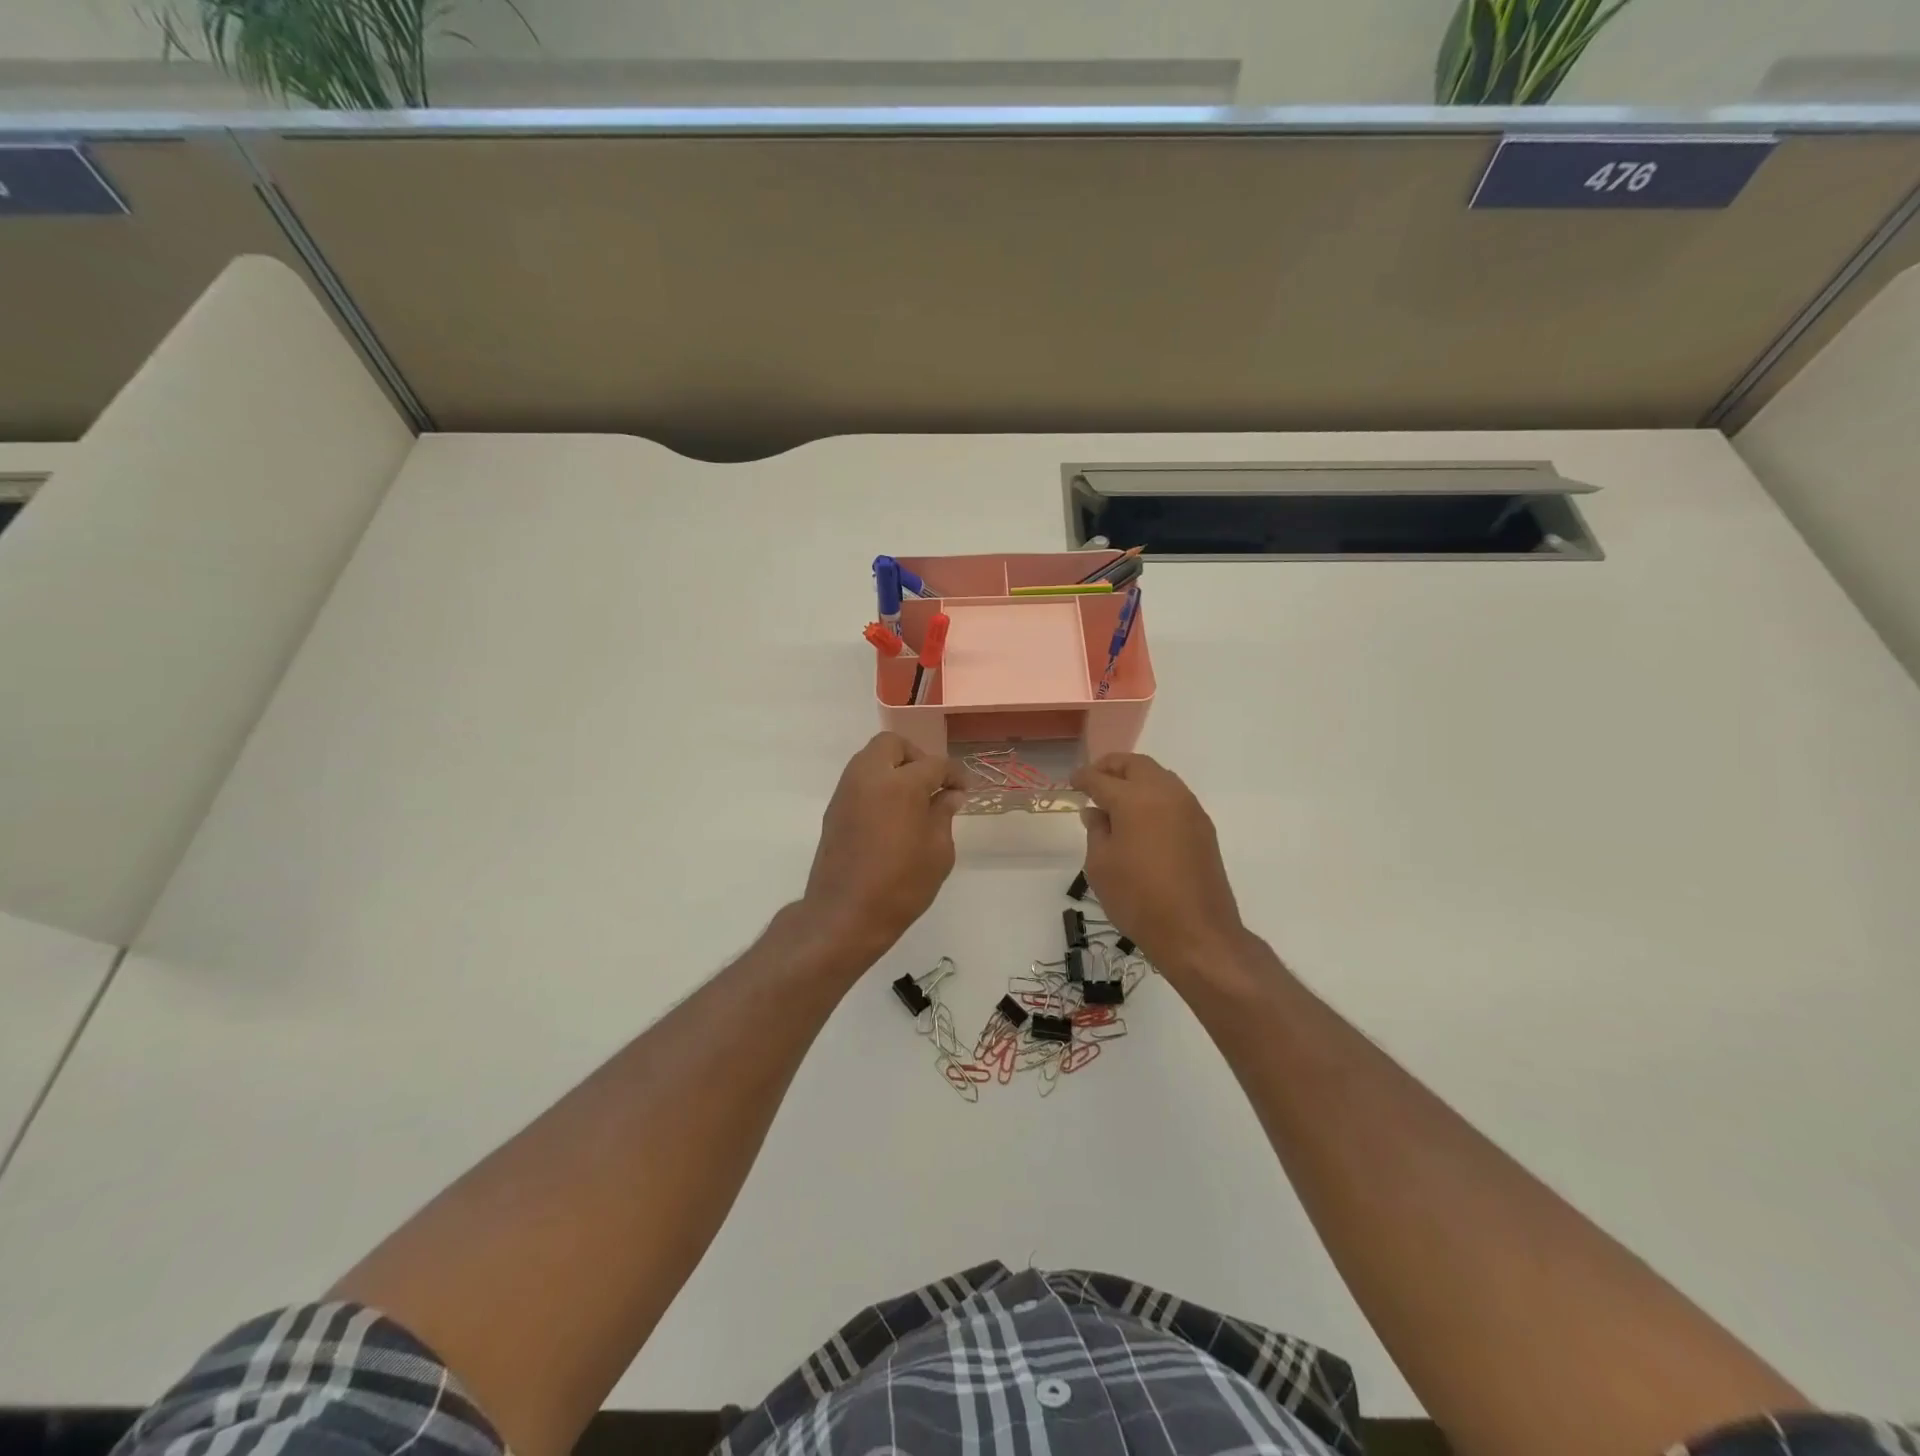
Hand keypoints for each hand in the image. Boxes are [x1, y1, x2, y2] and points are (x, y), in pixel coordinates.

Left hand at [801, 733, 965, 957]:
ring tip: (913, 800)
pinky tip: (891, 814)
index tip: (964, 789)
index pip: (935, 764)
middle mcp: (869, 777)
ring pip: (871, 758)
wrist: (844, 915)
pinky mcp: (834, 809)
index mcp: (901, 783)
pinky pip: (859, 780)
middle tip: (932, 785)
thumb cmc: (901, 886)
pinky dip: (877, 785)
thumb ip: (943, 815)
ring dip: (894, 768)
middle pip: (892, 745)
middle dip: (916, 757)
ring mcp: (846, 791)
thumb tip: (949, 795)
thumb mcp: (938, 852)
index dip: (954, 774)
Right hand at [1071, 753, 1247, 979]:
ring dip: (1136, 779)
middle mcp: (1165, 793)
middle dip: (1112, 767)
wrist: (1196, 931)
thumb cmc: (1138, 898)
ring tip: (1117, 799)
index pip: (1101, 778)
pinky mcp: (1203, 827)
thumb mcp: (1100, 866)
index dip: (1083, 777)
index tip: (1072, 781)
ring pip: (1159, 777)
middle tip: (1094, 780)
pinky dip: (1154, 796)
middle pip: (1136, 765)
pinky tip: (1142, 818)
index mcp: (1134, 799)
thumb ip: (1096, 831)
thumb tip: (1096, 812)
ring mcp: (1189, 808)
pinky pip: (1174, 797)